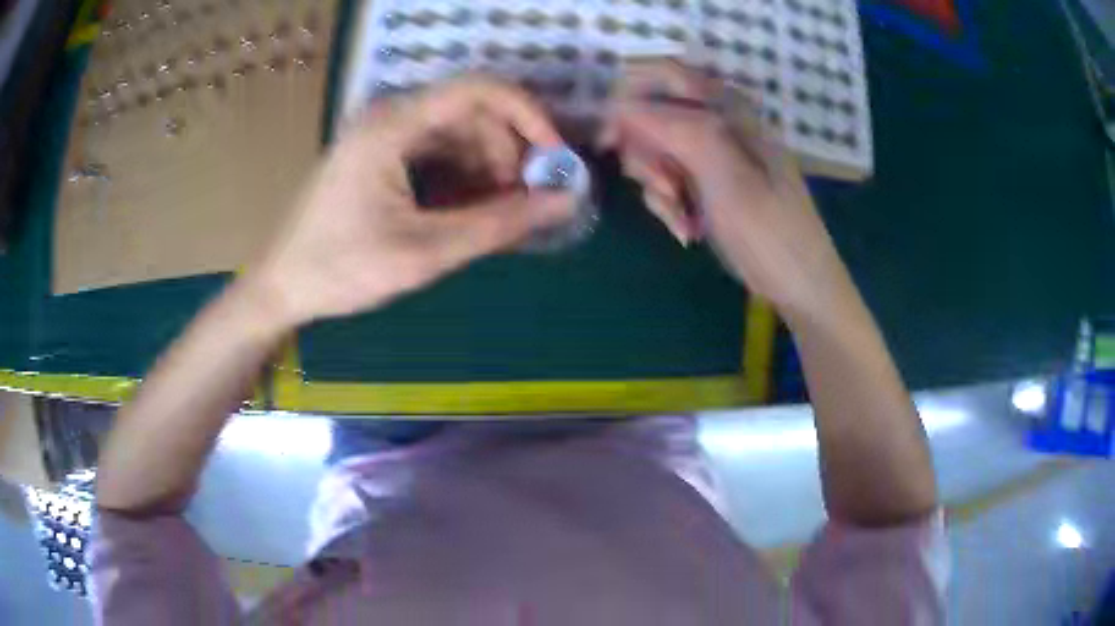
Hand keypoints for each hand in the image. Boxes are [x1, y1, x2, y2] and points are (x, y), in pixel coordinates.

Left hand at [246, 76, 575, 328]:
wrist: (281, 286)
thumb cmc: (341, 269)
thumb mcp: (424, 252)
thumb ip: (498, 225)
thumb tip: (564, 201)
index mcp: (393, 127)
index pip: (479, 90)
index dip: (528, 115)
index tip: (554, 156)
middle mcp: (389, 118)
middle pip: (471, 113)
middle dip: (508, 151)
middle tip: (526, 200)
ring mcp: (382, 135)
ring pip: (457, 133)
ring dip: (487, 167)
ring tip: (498, 213)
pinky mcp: (379, 155)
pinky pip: (436, 151)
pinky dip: (462, 176)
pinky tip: (468, 209)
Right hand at [602, 60, 854, 319]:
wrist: (798, 284)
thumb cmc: (770, 231)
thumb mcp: (727, 177)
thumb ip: (677, 131)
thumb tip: (620, 106)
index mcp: (730, 110)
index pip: (664, 77)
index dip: (629, 99)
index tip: (609, 140)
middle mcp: (718, 124)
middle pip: (653, 116)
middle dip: (647, 156)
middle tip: (666, 188)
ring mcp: (712, 156)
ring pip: (656, 152)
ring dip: (658, 186)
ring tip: (682, 216)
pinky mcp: (708, 183)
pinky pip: (668, 181)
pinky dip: (669, 205)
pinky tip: (688, 229)